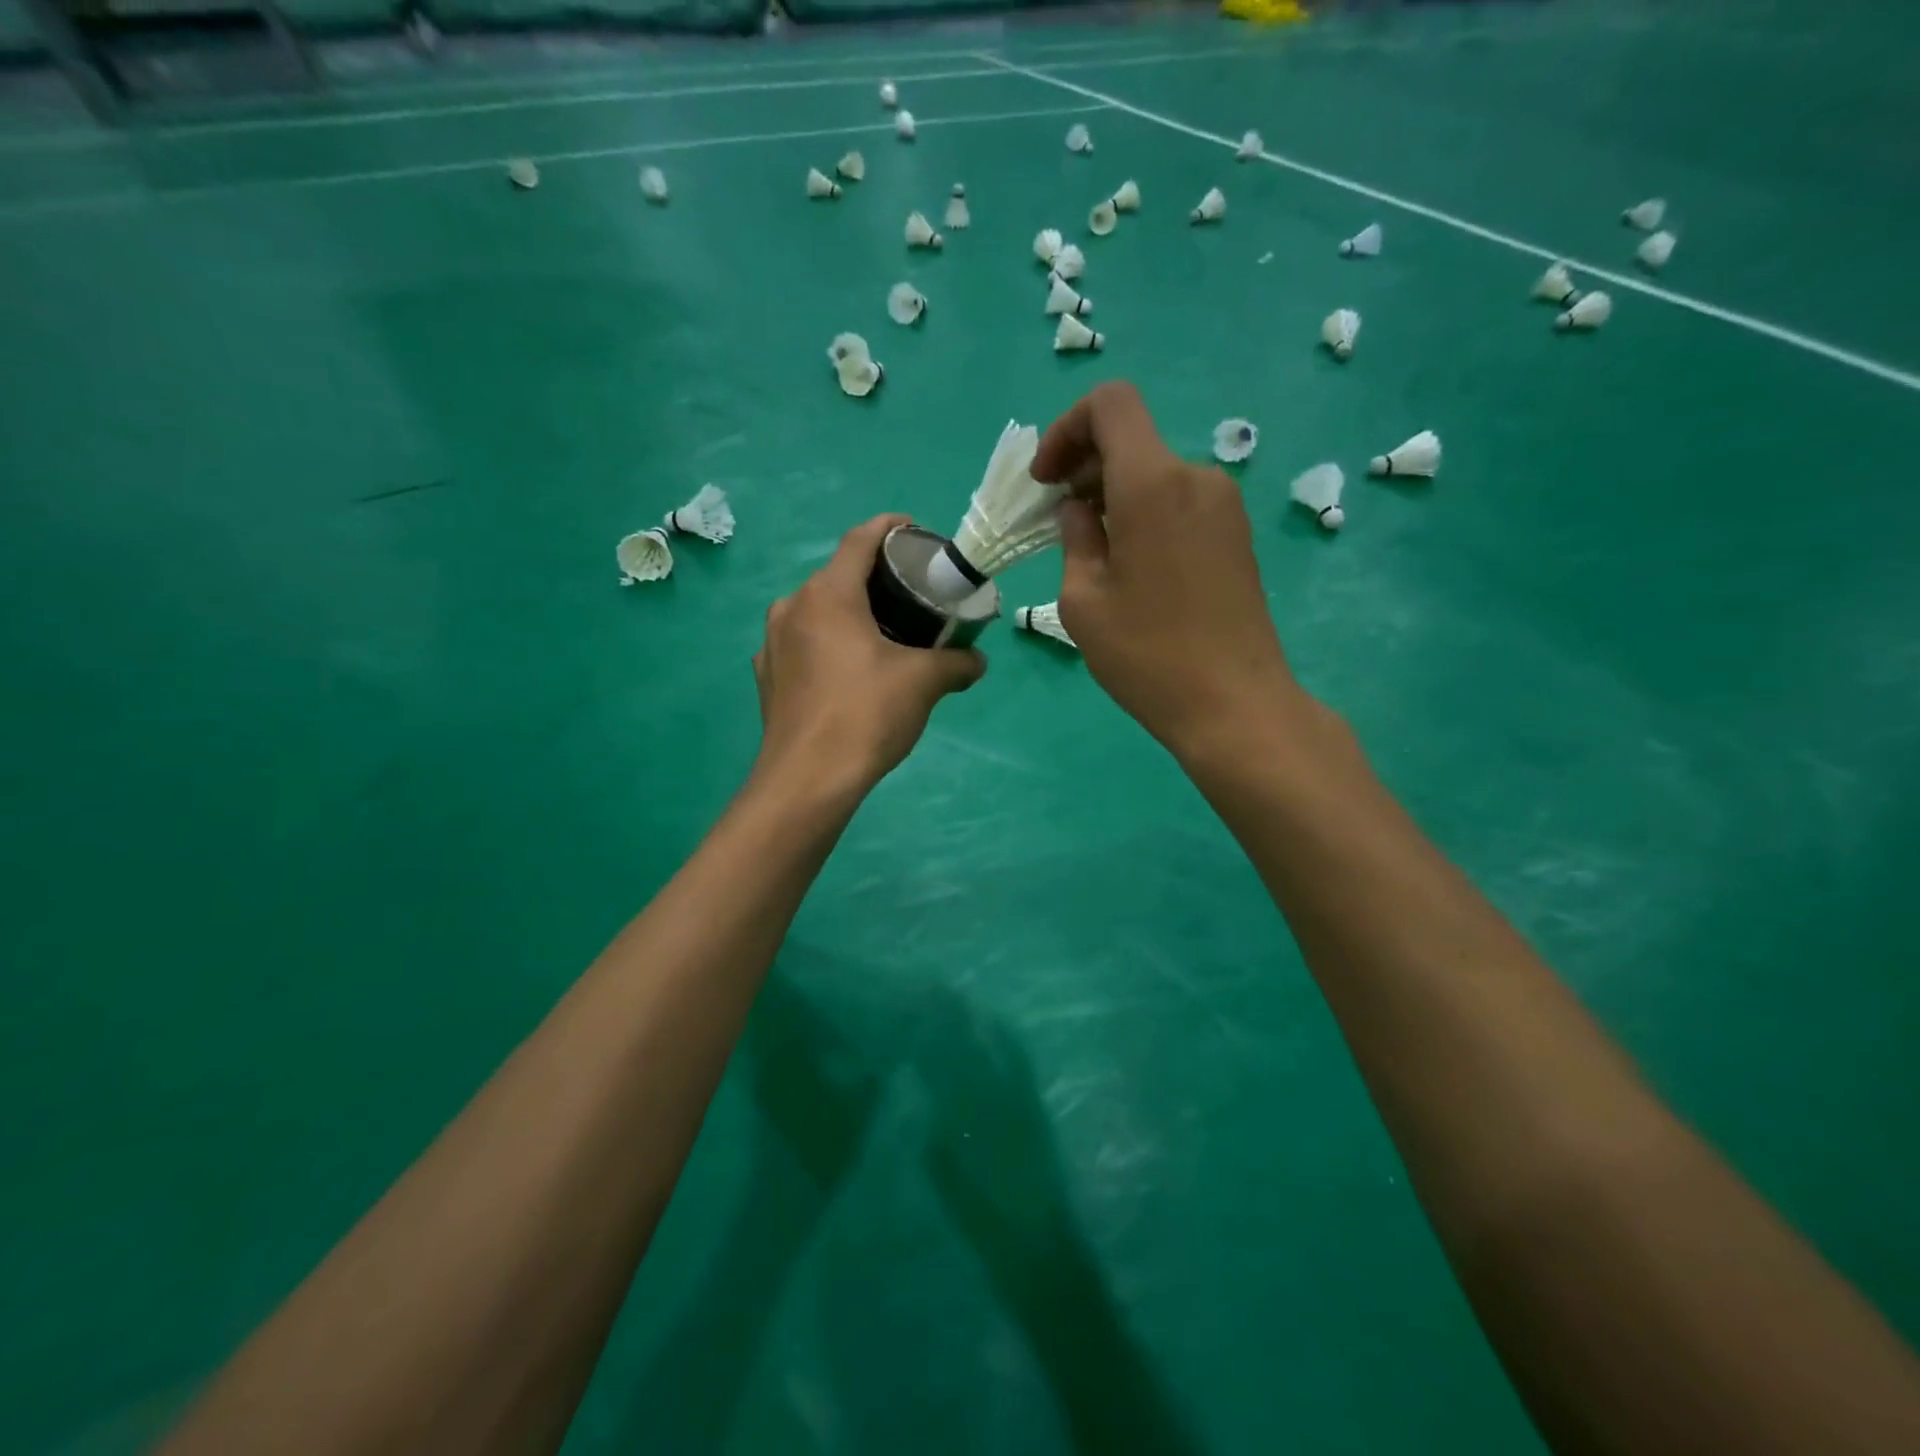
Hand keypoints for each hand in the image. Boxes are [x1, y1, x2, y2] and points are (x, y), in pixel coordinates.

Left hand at [753, 514, 985, 788]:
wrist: (808, 779)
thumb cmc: (866, 714)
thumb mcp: (923, 683)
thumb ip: (956, 664)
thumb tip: (978, 662)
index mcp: (828, 594)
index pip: (860, 539)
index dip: (890, 528)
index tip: (914, 533)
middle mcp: (792, 607)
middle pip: (838, 577)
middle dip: (875, 580)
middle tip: (910, 596)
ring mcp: (772, 643)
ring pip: (817, 612)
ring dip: (849, 614)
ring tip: (882, 635)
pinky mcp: (767, 676)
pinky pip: (802, 644)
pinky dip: (828, 644)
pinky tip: (849, 671)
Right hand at [1032, 382, 1307, 759]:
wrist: (1234, 704)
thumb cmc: (1146, 655)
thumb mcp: (1083, 600)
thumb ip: (1075, 538)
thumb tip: (1079, 510)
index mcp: (1153, 483)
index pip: (1111, 405)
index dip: (1067, 429)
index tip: (1047, 481)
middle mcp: (1196, 478)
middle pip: (1132, 441)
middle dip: (1085, 469)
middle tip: (1058, 525)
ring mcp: (1224, 506)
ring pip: (1156, 474)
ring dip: (1114, 496)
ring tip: (1094, 554)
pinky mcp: (1236, 535)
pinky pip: (1180, 502)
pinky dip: (1145, 514)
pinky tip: (1133, 567)